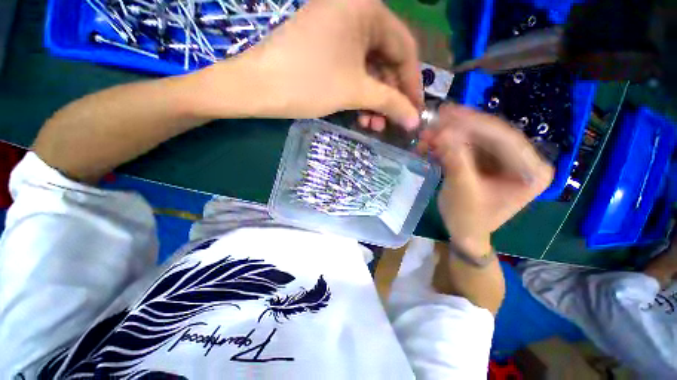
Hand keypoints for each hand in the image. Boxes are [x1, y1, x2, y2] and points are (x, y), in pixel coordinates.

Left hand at [193, 0, 422, 128]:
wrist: (256, 86)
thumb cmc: (308, 83)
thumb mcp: (355, 91)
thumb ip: (390, 102)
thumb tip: (415, 119)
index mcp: (367, 9)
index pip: (405, 50)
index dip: (412, 84)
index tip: (416, 110)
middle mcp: (355, 11)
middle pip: (386, 60)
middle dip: (389, 96)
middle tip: (391, 123)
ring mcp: (338, 29)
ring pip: (369, 69)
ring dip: (374, 100)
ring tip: (373, 124)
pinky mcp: (326, 46)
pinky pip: (352, 70)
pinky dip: (359, 93)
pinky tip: (360, 114)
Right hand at [420, 104, 553, 254]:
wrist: (465, 233)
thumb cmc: (468, 219)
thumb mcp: (461, 191)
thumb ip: (454, 160)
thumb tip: (441, 132)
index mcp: (532, 171)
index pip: (504, 137)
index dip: (473, 125)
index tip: (445, 115)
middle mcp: (524, 160)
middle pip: (490, 134)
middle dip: (459, 127)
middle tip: (433, 120)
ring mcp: (506, 159)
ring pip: (477, 137)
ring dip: (450, 135)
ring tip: (427, 134)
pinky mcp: (489, 161)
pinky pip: (469, 146)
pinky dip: (449, 144)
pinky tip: (432, 143)